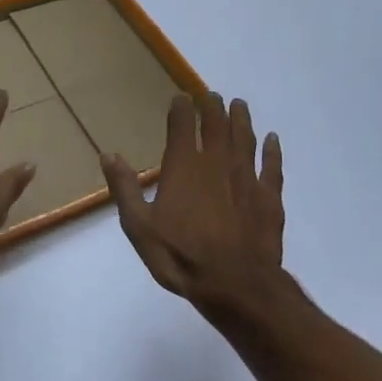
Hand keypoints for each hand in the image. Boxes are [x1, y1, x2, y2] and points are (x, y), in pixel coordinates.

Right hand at [101, 92, 284, 316]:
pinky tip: (273, 140)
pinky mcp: (269, 197)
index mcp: (184, 166)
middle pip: (217, 125)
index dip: (181, 108)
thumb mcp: (140, 226)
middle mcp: (217, 162)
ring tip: (239, 104)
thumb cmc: (181, 256)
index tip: (181, 97)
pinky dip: (272, 150)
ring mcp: (246, 178)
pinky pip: (272, 166)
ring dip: (241, 119)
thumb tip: (108, 155)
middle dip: (213, 107)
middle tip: (212, 96)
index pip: (182, 125)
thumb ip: (125, 188)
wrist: (235, 285)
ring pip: (245, 139)